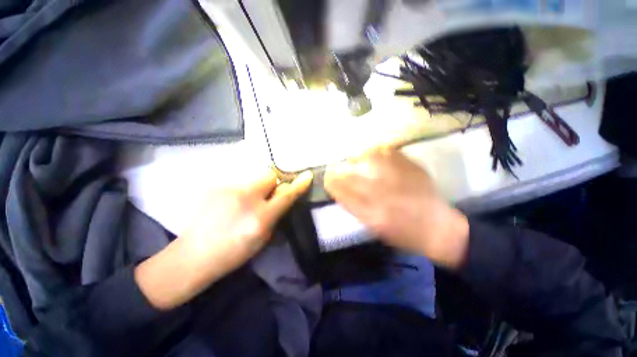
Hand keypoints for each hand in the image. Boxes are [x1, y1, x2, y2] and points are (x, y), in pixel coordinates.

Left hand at [135, 169, 312, 309]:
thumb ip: (276, 214)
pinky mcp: (215, 187)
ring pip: (253, 177)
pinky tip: (233, 203)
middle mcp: (245, 198)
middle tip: (269, 194)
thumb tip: (283, 197)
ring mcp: (228, 190)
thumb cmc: (233, 253)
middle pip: (269, 174)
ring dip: (258, 186)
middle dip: (274, 182)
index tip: (307, 175)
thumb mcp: (263, 238)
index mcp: (260, 217)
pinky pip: (239, 182)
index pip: (286, 195)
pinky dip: (243, 189)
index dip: (298, 184)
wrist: (193, 255)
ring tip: (248, 200)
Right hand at [324, 147, 468, 268]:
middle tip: (333, 168)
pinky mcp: (412, 168)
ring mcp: (399, 179)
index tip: (326, 179)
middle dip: (339, 171)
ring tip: (352, 158)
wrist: (438, 227)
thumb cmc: (403, 233)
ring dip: (356, 158)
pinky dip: (376, 151)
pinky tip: (371, 152)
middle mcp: (385, 195)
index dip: (332, 184)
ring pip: (369, 160)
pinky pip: (389, 152)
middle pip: (353, 176)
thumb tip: (340, 190)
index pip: (344, 194)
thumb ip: (356, 208)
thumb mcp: (375, 228)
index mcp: (374, 215)